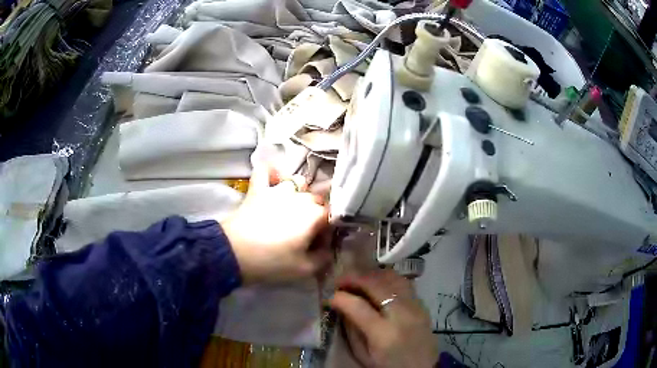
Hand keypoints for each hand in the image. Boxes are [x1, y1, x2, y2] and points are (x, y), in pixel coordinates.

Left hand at [221, 165, 331, 283]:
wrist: (234, 253)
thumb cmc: (272, 262)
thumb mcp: (304, 269)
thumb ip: (324, 258)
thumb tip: (327, 248)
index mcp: (315, 215)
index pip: (332, 217)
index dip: (328, 231)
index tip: (319, 244)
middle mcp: (300, 197)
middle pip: (317, 200)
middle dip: (316, 214)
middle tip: (305, 233)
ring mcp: (278, 189)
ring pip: (297, 182)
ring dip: (299, 193)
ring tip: (291, 208)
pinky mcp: (258, 188)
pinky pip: (266, 170)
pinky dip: (271, 172)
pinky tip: (274, 180)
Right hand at [330, 270, 437, 367]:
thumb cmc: (388, 366)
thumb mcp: (363, 354)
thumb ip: (351, 329)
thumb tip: (340, 305)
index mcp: (384, 334)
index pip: (358, 306)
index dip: (340, 297)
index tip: (329, 296)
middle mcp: (402, 315)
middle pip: (376, 284)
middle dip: (354, 278)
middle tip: (340, 281)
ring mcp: (415, 306)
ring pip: (391, 277)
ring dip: (371, 275)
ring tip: (358, 280)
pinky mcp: (422, 303)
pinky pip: (403, 283)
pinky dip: (386, 279)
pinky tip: (377, 284)